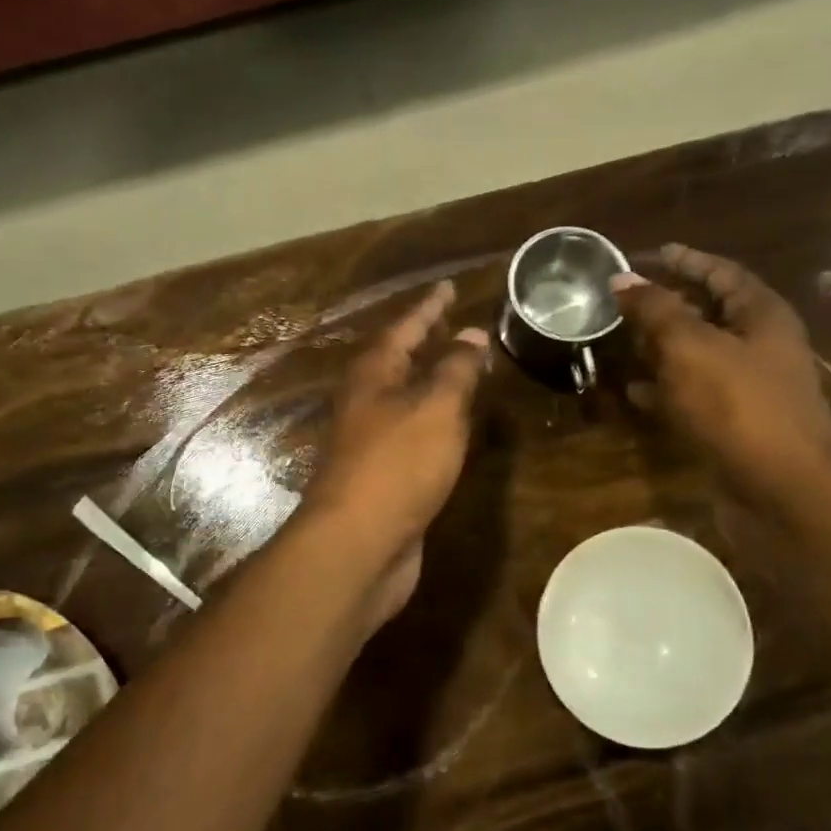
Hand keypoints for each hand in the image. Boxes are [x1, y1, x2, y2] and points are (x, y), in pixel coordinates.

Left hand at [302, 281, 488, 620]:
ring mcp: (372, 443)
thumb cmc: (397, 465)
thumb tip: (472, 333)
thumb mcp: (436, 408)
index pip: (404, 327)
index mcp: (373, 375)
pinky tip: (454, 428)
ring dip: (431, 383)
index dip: (429, 307)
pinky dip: (436, 423)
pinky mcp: (384, 478)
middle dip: (427, 343)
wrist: (358, 544)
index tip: (448, 286)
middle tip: (456, 324)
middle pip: (399, 362)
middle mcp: (366, 403)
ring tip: (462, 369)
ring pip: (406, 400)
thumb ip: (456, 370)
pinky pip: (414, 436)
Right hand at [612, 245, 830, 510]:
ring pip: (698, 355)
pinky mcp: (733, 423)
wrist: (783, 486)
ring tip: (621, 340)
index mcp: (761, 315)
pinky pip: (693, 395)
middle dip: (668, 304)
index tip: (648, 254)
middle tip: (625, 300)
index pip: (721, 272)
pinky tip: (634, 391)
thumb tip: (622, 278)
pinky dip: (664, 389)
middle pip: (710, 313)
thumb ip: (655, 310)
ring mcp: (748, 387)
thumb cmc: (739, 405)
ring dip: (661, 348)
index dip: (685, 260)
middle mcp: (760, 346)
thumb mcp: (691, 348)